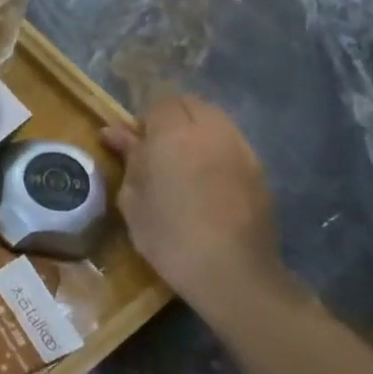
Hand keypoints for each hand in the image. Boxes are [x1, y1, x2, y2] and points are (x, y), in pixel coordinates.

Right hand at [101, 94, 287, 314]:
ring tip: (182, 163)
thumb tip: (114, 132)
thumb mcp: (133, 198)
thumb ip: (128, 158)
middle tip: (156, 150)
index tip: (134, 145)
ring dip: (195, 130)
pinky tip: (206, 180)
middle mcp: (210, 130)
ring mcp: (240, 147)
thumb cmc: (167, 234)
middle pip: (190, 104)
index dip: (144, 120)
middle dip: (171, 118)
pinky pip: (231, 143)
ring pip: (214, 120)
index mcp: (173, 134)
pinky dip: (215, 149)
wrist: (230, 270)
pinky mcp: (258, 168)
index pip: (159, 103)